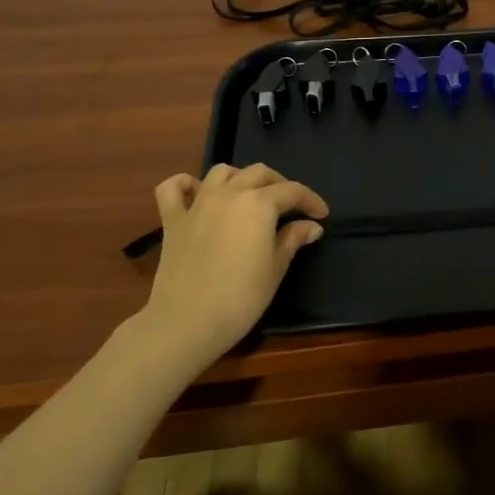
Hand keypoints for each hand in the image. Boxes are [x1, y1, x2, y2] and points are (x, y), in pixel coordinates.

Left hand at [133, 163, 327, 372]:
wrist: (187, 322)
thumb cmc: (241, 297)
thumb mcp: (276, 268)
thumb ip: (293, 239)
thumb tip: (311, 226)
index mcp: (259, 204)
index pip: (292, 191)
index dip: (311, 200)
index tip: (322, 215)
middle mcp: (229, 193)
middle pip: (259, 173)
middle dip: (280, 185)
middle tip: (291, 207)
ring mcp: (197, 204)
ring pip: (222, 172)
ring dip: (240, 177)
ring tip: (250, 196)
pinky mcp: (172, 219)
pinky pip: (173, 188)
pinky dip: (186, 184)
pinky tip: (197, 193)